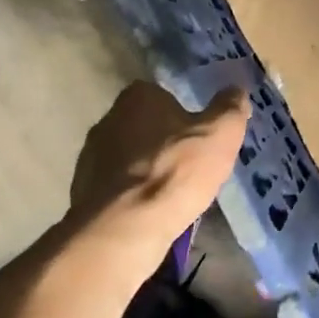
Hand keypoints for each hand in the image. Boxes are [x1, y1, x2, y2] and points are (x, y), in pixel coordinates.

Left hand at [66, 82, 250, 261]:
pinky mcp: (83, 191)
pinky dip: (132, 195)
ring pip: (128, 157)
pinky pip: (116, 187)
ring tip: (173, 192)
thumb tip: (235, 89)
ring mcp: (90, 157)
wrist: (124, 229)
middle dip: (163, 140)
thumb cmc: (176, 171)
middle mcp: (108, 119)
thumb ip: (230, 108)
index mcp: (138, 97)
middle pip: (143, 125)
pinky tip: (151, 212)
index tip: (199, 132)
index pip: (161, 93)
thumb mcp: (220, 134)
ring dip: (147, 169)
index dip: (182, 112)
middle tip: (191, 162)